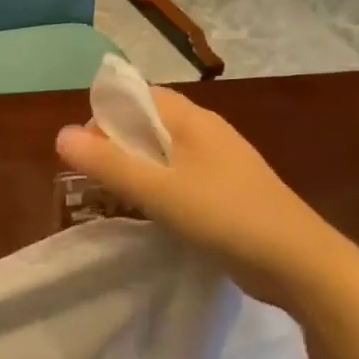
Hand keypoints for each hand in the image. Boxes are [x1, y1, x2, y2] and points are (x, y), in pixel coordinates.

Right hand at [56, 88, 336, 307]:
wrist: (298, 262)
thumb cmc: (226, 216)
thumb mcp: (159, 190)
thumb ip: (109, 163)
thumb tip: (60, 135)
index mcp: (193, 120)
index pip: (138, 96)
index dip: (105, 116)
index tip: (84, 152)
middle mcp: (208, 133)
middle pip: (151, 124)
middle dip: (117, 145)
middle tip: (92, 180)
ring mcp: (222, 164)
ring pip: (166, 154)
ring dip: (137, 169)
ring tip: (113, 199)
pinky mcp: (229, 193)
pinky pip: (182, 179)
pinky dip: (159, 189)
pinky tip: (150, 216)